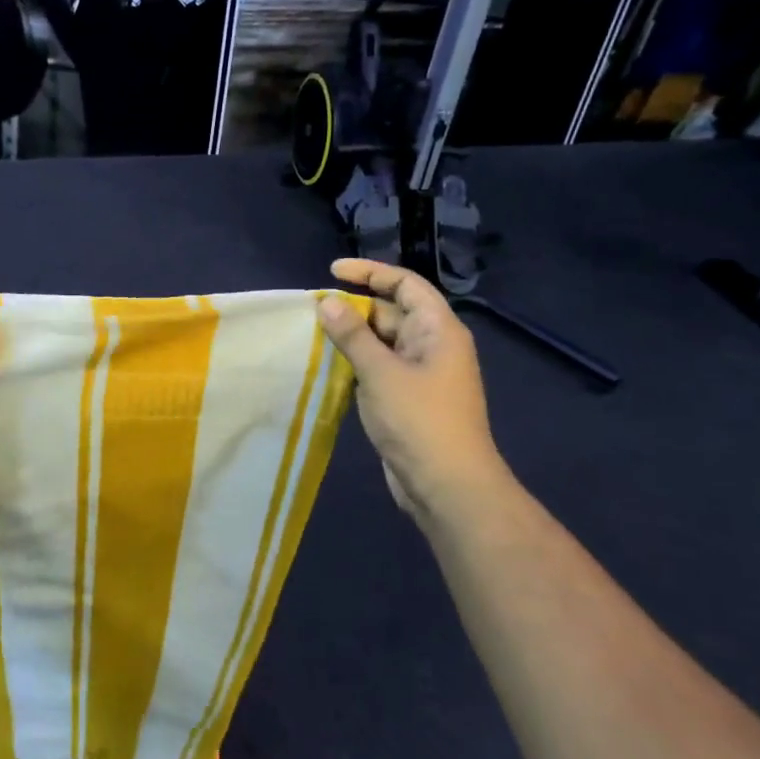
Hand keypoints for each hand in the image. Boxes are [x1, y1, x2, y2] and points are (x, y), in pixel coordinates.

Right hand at [316, 258, 508, 533]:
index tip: (332, 272)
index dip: (370, 272)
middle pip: (392, 312)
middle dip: (354, 307)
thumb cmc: (419, 421)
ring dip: (352, 336)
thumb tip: (326, 302)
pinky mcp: (408, 398)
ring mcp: (421, 374)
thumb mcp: (380, 372)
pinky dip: (356, 362)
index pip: (405, 284)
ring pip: (383, 342)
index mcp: (438, 330)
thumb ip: (352, 335)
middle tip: (313, 310)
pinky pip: (380, 367)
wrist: (447, 486)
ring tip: (312, 334)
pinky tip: (327, 365)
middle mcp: (433, 345)